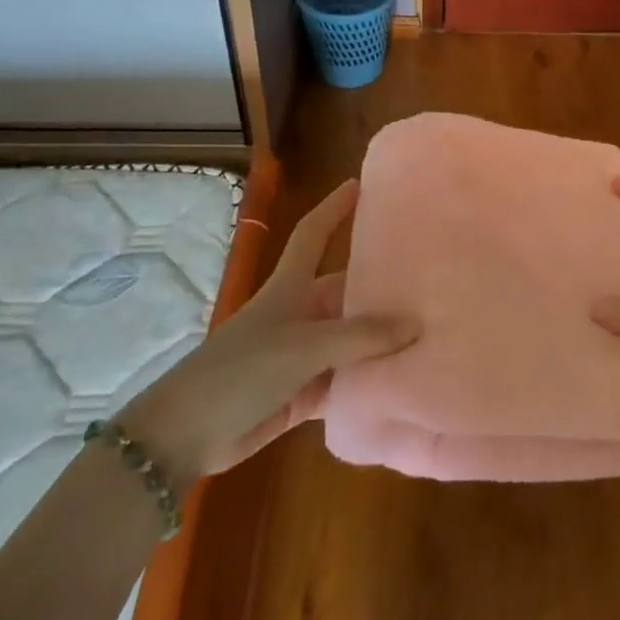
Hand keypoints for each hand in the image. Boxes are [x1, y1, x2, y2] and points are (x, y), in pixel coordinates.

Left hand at [123, 180, 419, 480]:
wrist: (186, 436)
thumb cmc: (241, 371)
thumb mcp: (303, 346)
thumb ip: (360, 337)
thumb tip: (415, 324)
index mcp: (291, 287)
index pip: (314, 233)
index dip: (334, 207)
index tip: (363, 184)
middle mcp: (301, 314)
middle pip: (348, 290)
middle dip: (383, 285)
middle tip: (432, 279)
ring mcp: (303, 356)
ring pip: (353, 340)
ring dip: (383, 340)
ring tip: (434, 331)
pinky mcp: (304, 394)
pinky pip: (347, 383)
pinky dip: (371, 384)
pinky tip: (407, 383)